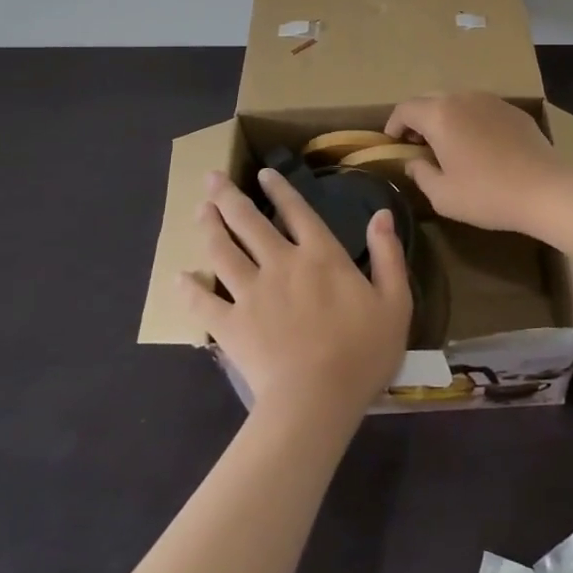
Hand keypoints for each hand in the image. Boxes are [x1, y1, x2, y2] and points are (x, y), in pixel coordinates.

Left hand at [181, 170, 411, 426]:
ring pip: (222, 250)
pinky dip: (188, 287)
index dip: (279, 189)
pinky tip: (178, 276)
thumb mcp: (395, 302)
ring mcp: (251, 292)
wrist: (318, 399)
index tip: (262, 173)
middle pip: (249, 222)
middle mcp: (281, 263)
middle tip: (211, 178)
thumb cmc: (362, 352)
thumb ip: (388, 255)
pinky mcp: (230, 324)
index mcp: (321, 255)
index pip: (297, 211)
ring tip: (199, 211)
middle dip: (229, 197)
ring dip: (209, 227)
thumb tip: (381, 215)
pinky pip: (202, 301)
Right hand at [385, 92, 572, 235]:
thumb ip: (420, 174)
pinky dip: (469, 120)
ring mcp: (490, 100)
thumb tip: (413, 162)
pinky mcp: (512, 109)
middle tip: (416, 144)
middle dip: (417, 118)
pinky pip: (480, 108)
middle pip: (429, 99)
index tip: (393, 142)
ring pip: (456, 101)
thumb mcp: (443, 195)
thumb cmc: (487, 194)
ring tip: (446, 144)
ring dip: (444, 117)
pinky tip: (478, 145)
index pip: (405, 109)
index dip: (393, 124)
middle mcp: (462, 98)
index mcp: (439, 115)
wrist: (545, 188)